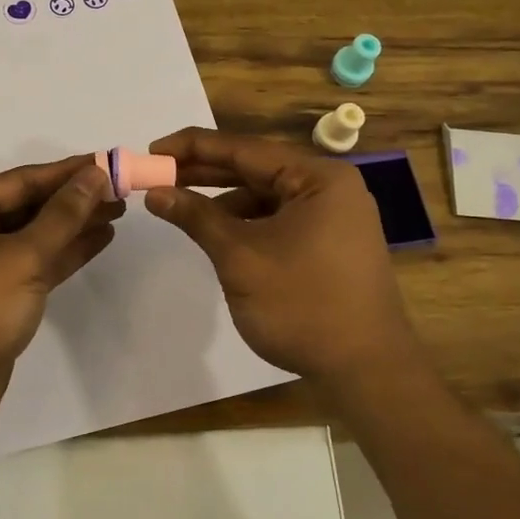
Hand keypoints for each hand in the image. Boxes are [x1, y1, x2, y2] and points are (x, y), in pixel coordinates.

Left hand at [0, 155, 123, 432]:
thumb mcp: (23, 256)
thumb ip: (62, 215)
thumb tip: (94, 175)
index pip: (22, 180)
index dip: (67, 172)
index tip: (108, 162)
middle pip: (28, 206)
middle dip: (74, 199)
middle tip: (120, 190)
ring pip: (35, 235)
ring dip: (74, 225)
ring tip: (117, 212)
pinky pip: (35, 263)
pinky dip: (65, 253)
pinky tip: (98, 241)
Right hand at [144, 128, 417, 394]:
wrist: (366, 371)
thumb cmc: (302, 305)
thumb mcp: (240, 257)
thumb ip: (196, 217)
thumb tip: (155, 192)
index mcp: (318, 178)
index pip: (244, 149)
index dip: (194, 147)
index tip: (153, 150)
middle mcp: (330, 188)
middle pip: (256, 169)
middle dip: (205, 173)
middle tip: (158, 174)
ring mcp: (334, 217)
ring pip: (266, 196)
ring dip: (223, 200)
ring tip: (180, 206)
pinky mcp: (330, 244)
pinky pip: (279, 219)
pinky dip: (246, 223)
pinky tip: (217, 233)